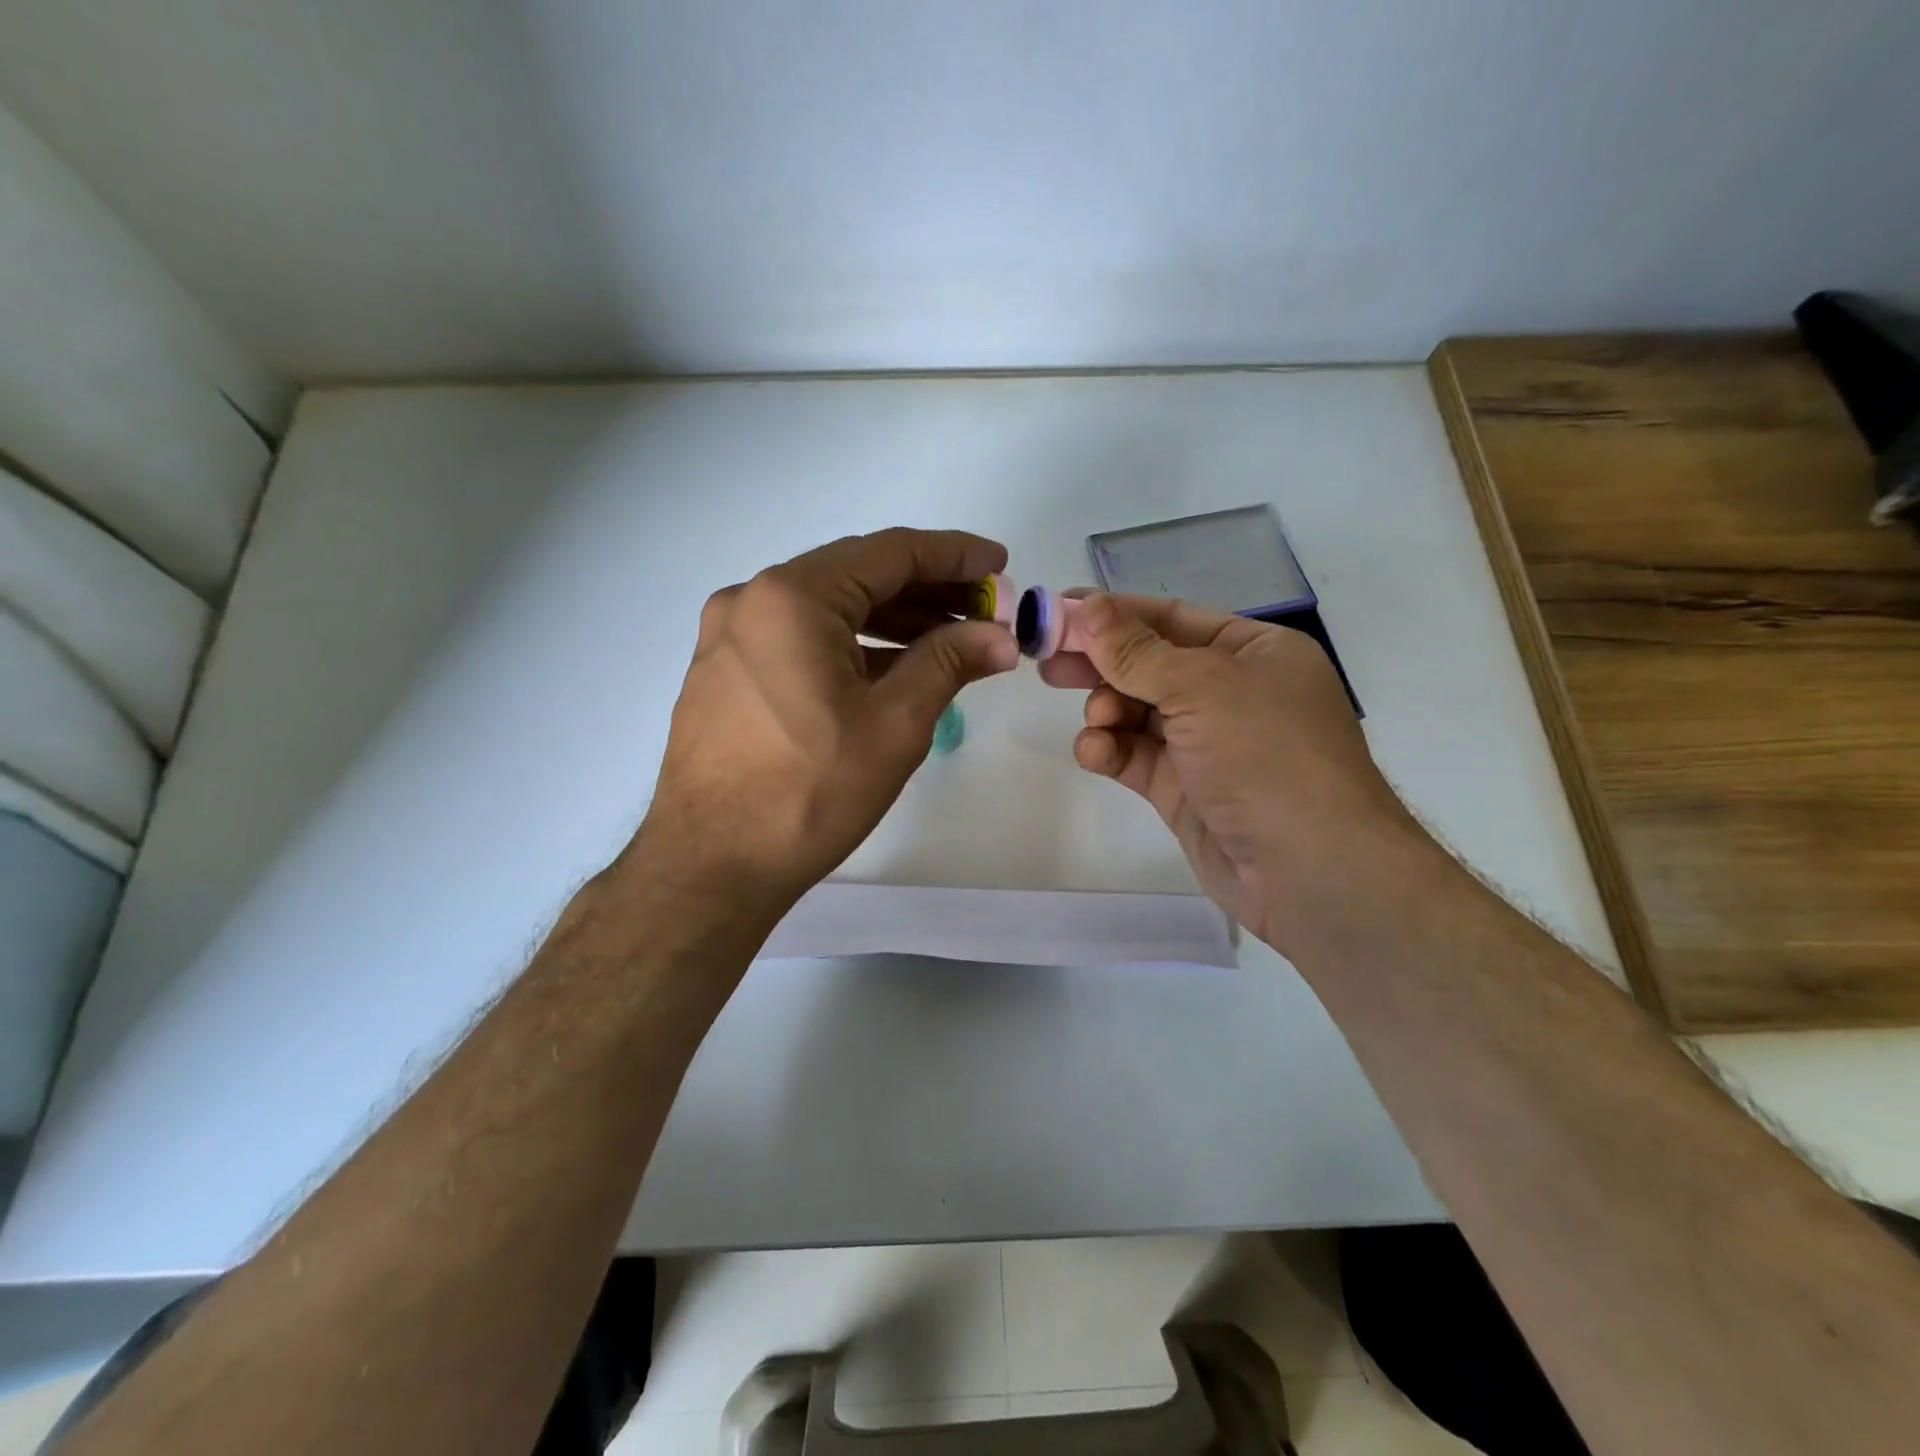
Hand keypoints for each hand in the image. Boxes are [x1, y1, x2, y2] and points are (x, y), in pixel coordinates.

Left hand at [635, 529, 1018, 915]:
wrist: (711, 866)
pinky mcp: (724, 672)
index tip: (999, 563)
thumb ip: (949, 663)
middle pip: (857, 576)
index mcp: (792, 597)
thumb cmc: (808, 792)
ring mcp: (730, 636)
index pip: (890, 553)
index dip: (953, 555)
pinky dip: (850, 646)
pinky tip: (892, 669)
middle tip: (983, 612)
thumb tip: (999, 636)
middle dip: (926, 591)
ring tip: (949, 642)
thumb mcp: (894, 725)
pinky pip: (799, 639)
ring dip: (891, 621)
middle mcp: (752, 599)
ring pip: (828, 609)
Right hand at [1041, 592, 1430, 956]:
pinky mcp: (1184, 788)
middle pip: (1149, 665)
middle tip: (1047, 663)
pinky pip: (1136, 756)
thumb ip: (1136, 652)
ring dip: (1107, 710)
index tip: (1059, 611)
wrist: (1310, 871)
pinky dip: (1112, 750)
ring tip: (1096, 720)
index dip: (1115, 613)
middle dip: (1101, 663)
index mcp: (1254, 653)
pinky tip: (1096, 753)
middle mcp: (1232, 693)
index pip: (1172, 619)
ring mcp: (1207, 744)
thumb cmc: (1267, 756)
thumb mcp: (1202, 688)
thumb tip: (1088, 606)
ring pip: (1138, 712)